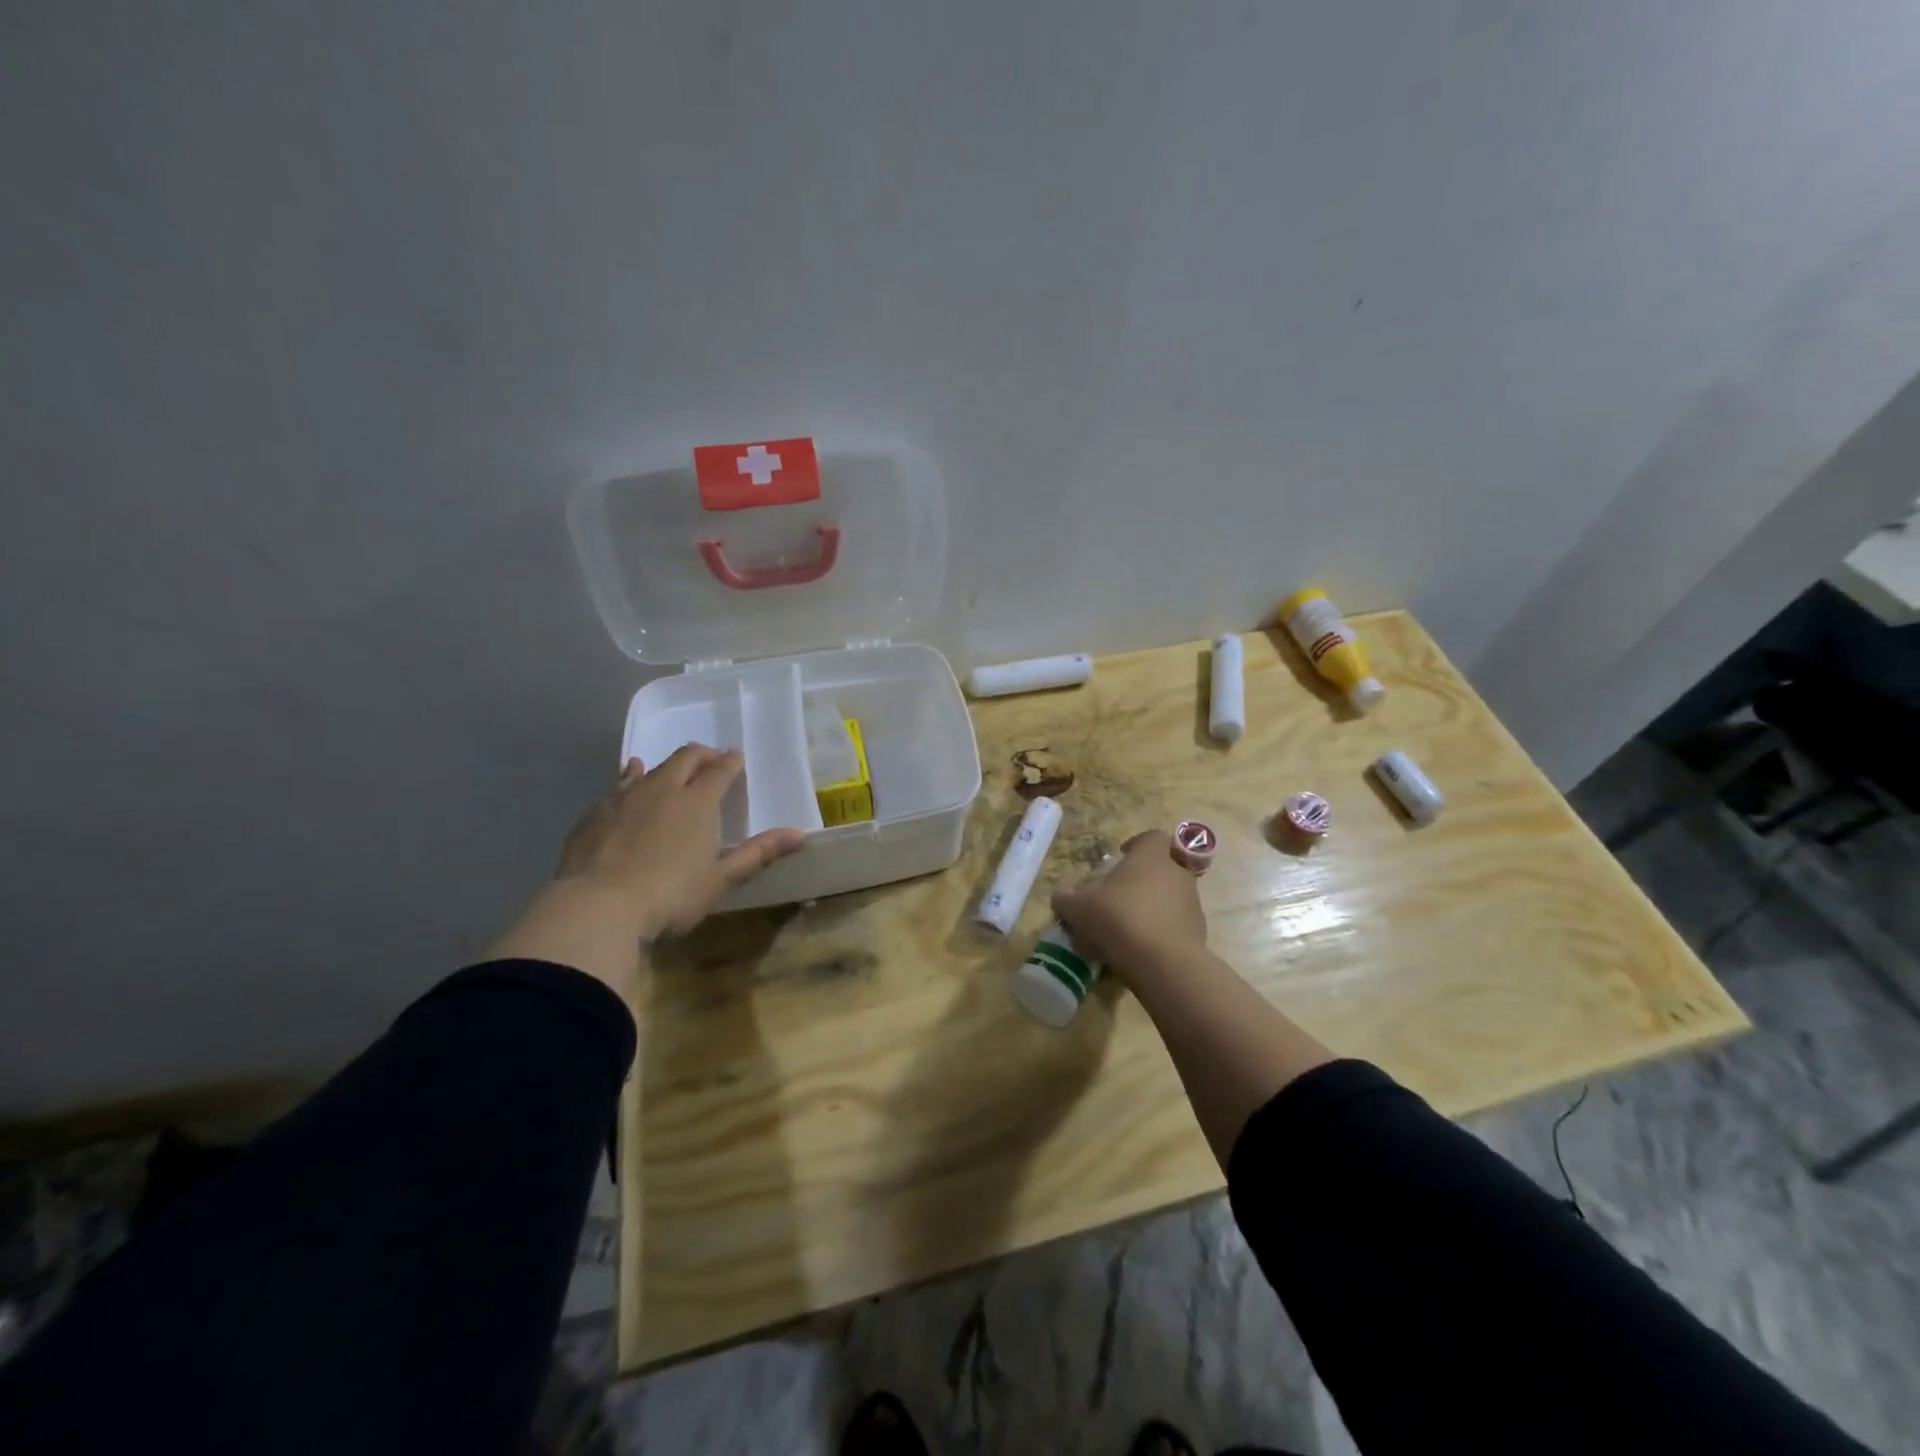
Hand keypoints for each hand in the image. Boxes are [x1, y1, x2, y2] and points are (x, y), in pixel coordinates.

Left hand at [557, 745, 805, 938]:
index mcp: (698, 802)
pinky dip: (631, 776)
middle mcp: (663, 788)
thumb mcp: (721, 879)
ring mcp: (624, 797)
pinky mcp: (595, 812)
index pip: (720, 771)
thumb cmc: (670, 895)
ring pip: (650, 767)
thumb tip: (800, 835)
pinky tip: (628, 779)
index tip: (737, 758)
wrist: (597, 907)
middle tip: (711, 761)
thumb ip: (758, 853)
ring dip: (666, 765)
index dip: (731, 762)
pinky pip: (619, 784)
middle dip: (702, 755)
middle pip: (686, 758)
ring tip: (670, 768)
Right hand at [1051, 829, 1206, 980]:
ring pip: (1168, 899)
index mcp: (1151, 856)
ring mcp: (1192, 904)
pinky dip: (1159, 934)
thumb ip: (1066, 897)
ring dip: (1149, 909)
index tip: (1121, 856)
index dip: (1136, 844)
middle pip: (1160, 869)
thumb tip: (1063, 896)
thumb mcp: (1077, 907)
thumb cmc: (1119, 919)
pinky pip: (1174, 927)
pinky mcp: (1199, 934)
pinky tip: (1138, 953)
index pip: (1152, 837)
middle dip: (1139, 882)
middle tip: (1115, 900)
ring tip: (1123, 932)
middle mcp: (1177, 874)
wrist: (1164, 964)